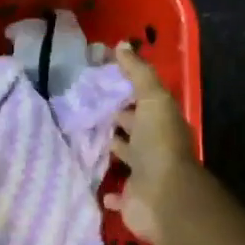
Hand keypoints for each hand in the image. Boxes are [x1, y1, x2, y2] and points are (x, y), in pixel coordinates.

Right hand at [104, 43, 200, 244]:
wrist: (163, 197)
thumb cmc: (158, 144)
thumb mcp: (152, 99)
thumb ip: (138, 73)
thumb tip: (122, 45)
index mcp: (160, 123)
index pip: (142, 102)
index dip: (125, 92)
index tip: (98, 81)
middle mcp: (153, 147)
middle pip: (133, 129)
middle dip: (114, 120)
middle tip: (84, 108)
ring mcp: (142, 175)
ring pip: (123, 158)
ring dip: (109, 150)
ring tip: (80, 139)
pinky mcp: (130, 199)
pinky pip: (116, 194)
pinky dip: (107, 191)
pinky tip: (91, 181)